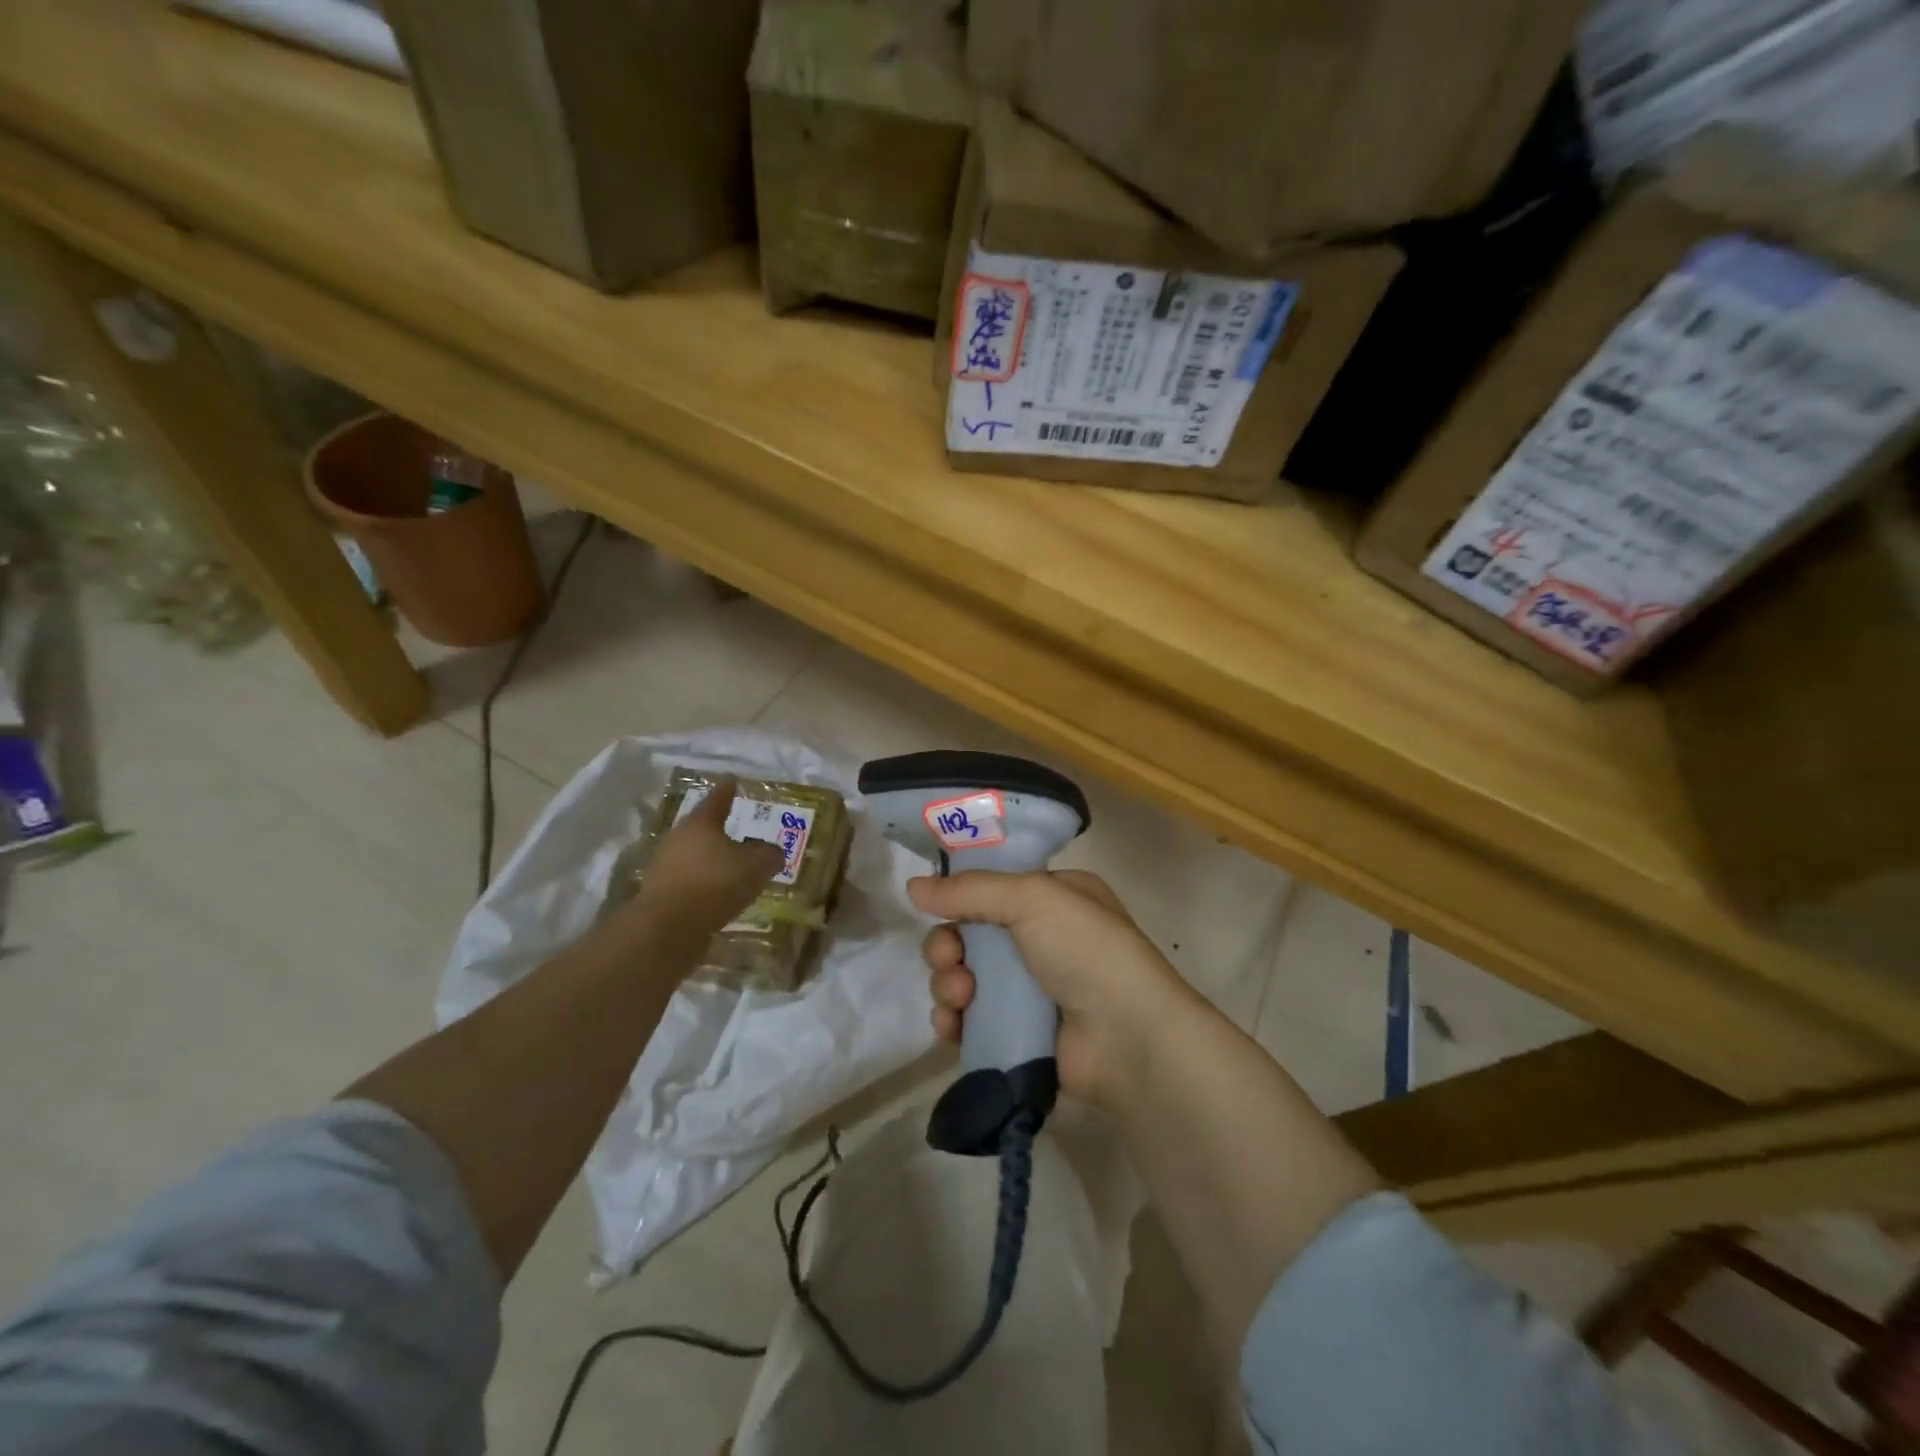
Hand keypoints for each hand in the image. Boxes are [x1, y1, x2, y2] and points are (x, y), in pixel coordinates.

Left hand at [625, 778, 784, 948]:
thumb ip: (769, 854)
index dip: (729, 789)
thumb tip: (773, 852)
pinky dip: (708, 885)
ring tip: (737, 868)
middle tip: (745, 831)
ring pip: (697, 856)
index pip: (718, 798)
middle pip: (704, 828)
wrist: (666, 930)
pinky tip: (723, 895)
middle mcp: (679, 839)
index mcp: (701, 823)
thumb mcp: (756, 865)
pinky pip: (692, 883)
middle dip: (723, 830)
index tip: (734, 780)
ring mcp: (666, 867)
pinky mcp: (663, 895)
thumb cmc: (714, 884)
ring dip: (715, 860)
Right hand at [909, 869, 1203, 1112]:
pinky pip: (972, 1019)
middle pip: (972, 934)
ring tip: (959, 997)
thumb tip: (912, 886)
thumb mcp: (1033, 898)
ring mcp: (1032, 989)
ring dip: (949, 983)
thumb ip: (970, 890)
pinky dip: (955, 1020)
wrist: (1129, 1038)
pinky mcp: (1020, 1032)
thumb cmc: (1086, 950)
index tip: (936, 906)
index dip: (960, 897)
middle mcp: (1043, 939)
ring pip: (966, 977)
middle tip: (948, 959)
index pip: (993, 888)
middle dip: (948, 945)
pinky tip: (952, 1026)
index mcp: (1054, 898)